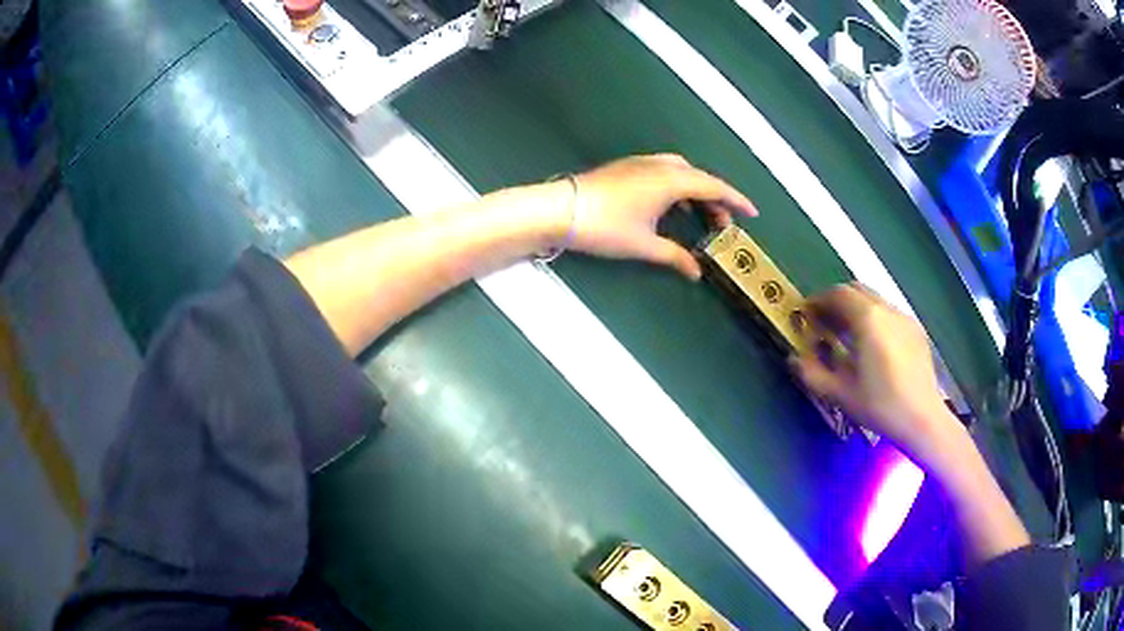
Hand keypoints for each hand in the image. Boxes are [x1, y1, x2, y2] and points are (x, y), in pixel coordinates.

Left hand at [558, 154, 756, 279]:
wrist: (559, 209)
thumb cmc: (605, 227)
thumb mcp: (644, 245)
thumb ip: (674, 256)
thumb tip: (696, 272)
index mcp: (671, 180)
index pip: (714, 187)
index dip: (736, 200)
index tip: (752, 213)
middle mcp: (660, 166)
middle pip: (699, 178)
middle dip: (716, 199)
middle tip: (724, 224)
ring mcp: (641, 163)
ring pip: (681, 173)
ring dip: (695, 192)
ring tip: (701, 216)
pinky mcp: (626, 168)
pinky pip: (664, 172)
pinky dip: (677, 187)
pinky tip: (672, 206)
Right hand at [790, 283, 959, 461]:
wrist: (922, 418)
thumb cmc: (880, 406)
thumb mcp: (840, 394)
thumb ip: (812, 374)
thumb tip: (793, 359)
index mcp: (867, 319)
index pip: (837, 294)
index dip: (818, 300)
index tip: (806, 315)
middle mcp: (886, 310)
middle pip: (856, 290)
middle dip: (836, 301)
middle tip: (824, 322)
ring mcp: (904, 318)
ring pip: (874, 300)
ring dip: (855, 309)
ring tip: (846, 335)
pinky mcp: (915, 329)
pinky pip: (889, 313)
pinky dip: (874, 318)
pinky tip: (872, 346)